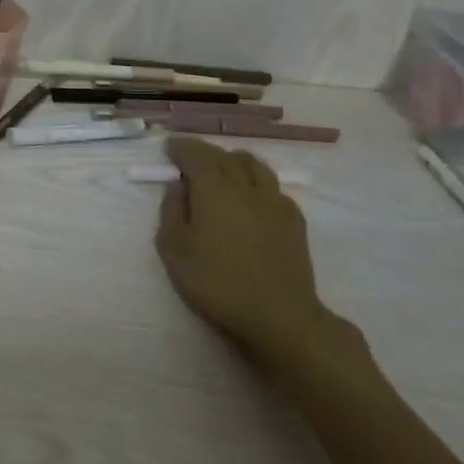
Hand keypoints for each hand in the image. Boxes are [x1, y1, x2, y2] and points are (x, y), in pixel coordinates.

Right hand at [155, 136, 343, 364]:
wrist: (279, 316)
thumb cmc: (217, 282)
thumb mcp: (174, 250)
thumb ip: (171, 211)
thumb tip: (177, 186)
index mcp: (213, 189)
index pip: (196, 154)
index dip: (181, 147)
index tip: (169, 148)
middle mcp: (245, 186)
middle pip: (225, 156)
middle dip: (204, 152)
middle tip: (189, 160)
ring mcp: (274, 202)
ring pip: (254, 165)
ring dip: (233, 161)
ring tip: (222, 171)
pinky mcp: (294, 220)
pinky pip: (273, 187)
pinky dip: (256, 183)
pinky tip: (251, 199)